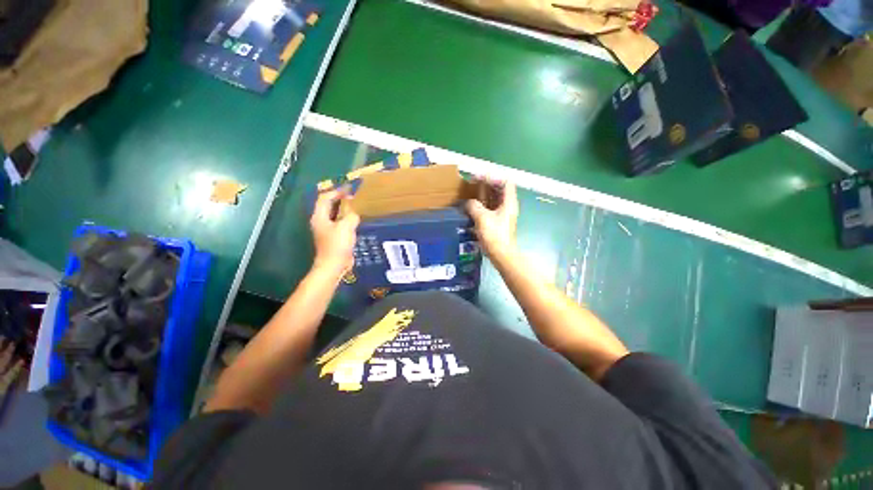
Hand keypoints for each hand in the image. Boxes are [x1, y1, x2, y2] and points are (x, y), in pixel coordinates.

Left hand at [310, 190, 359, 275]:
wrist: (333, 265)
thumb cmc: (337, 245)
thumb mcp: (346, 227)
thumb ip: (351, 215)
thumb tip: (354, 212)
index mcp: (320, 217)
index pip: (325, 198)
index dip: (336, 191)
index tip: (349, 189)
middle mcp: (320, 221)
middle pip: (329, 205)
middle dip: (340, 199)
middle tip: (354, 196)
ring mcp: (326, 230)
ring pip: (335, 214)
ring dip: (344, 209)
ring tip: (356, 206)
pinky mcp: (333, 237)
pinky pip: (340, 223)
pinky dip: (347, 218)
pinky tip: (356, 220)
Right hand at [465, 179, 518, 258]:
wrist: (502, 255)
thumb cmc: (494, 236)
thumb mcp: (482, 218)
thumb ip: (474, 206)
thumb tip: (468, 203)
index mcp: (509, 202)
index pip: (505, 182)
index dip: (493, 177)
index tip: (478, 178)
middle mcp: (508, 206)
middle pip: (500, 189)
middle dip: (487, 184)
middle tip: (473, 183)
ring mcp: (503, 214)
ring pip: (495, 198)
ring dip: (484, 194)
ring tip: (471, 192)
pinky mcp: (498, 222)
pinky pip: (491, 207)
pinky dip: (483, 203)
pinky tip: (473, 206)